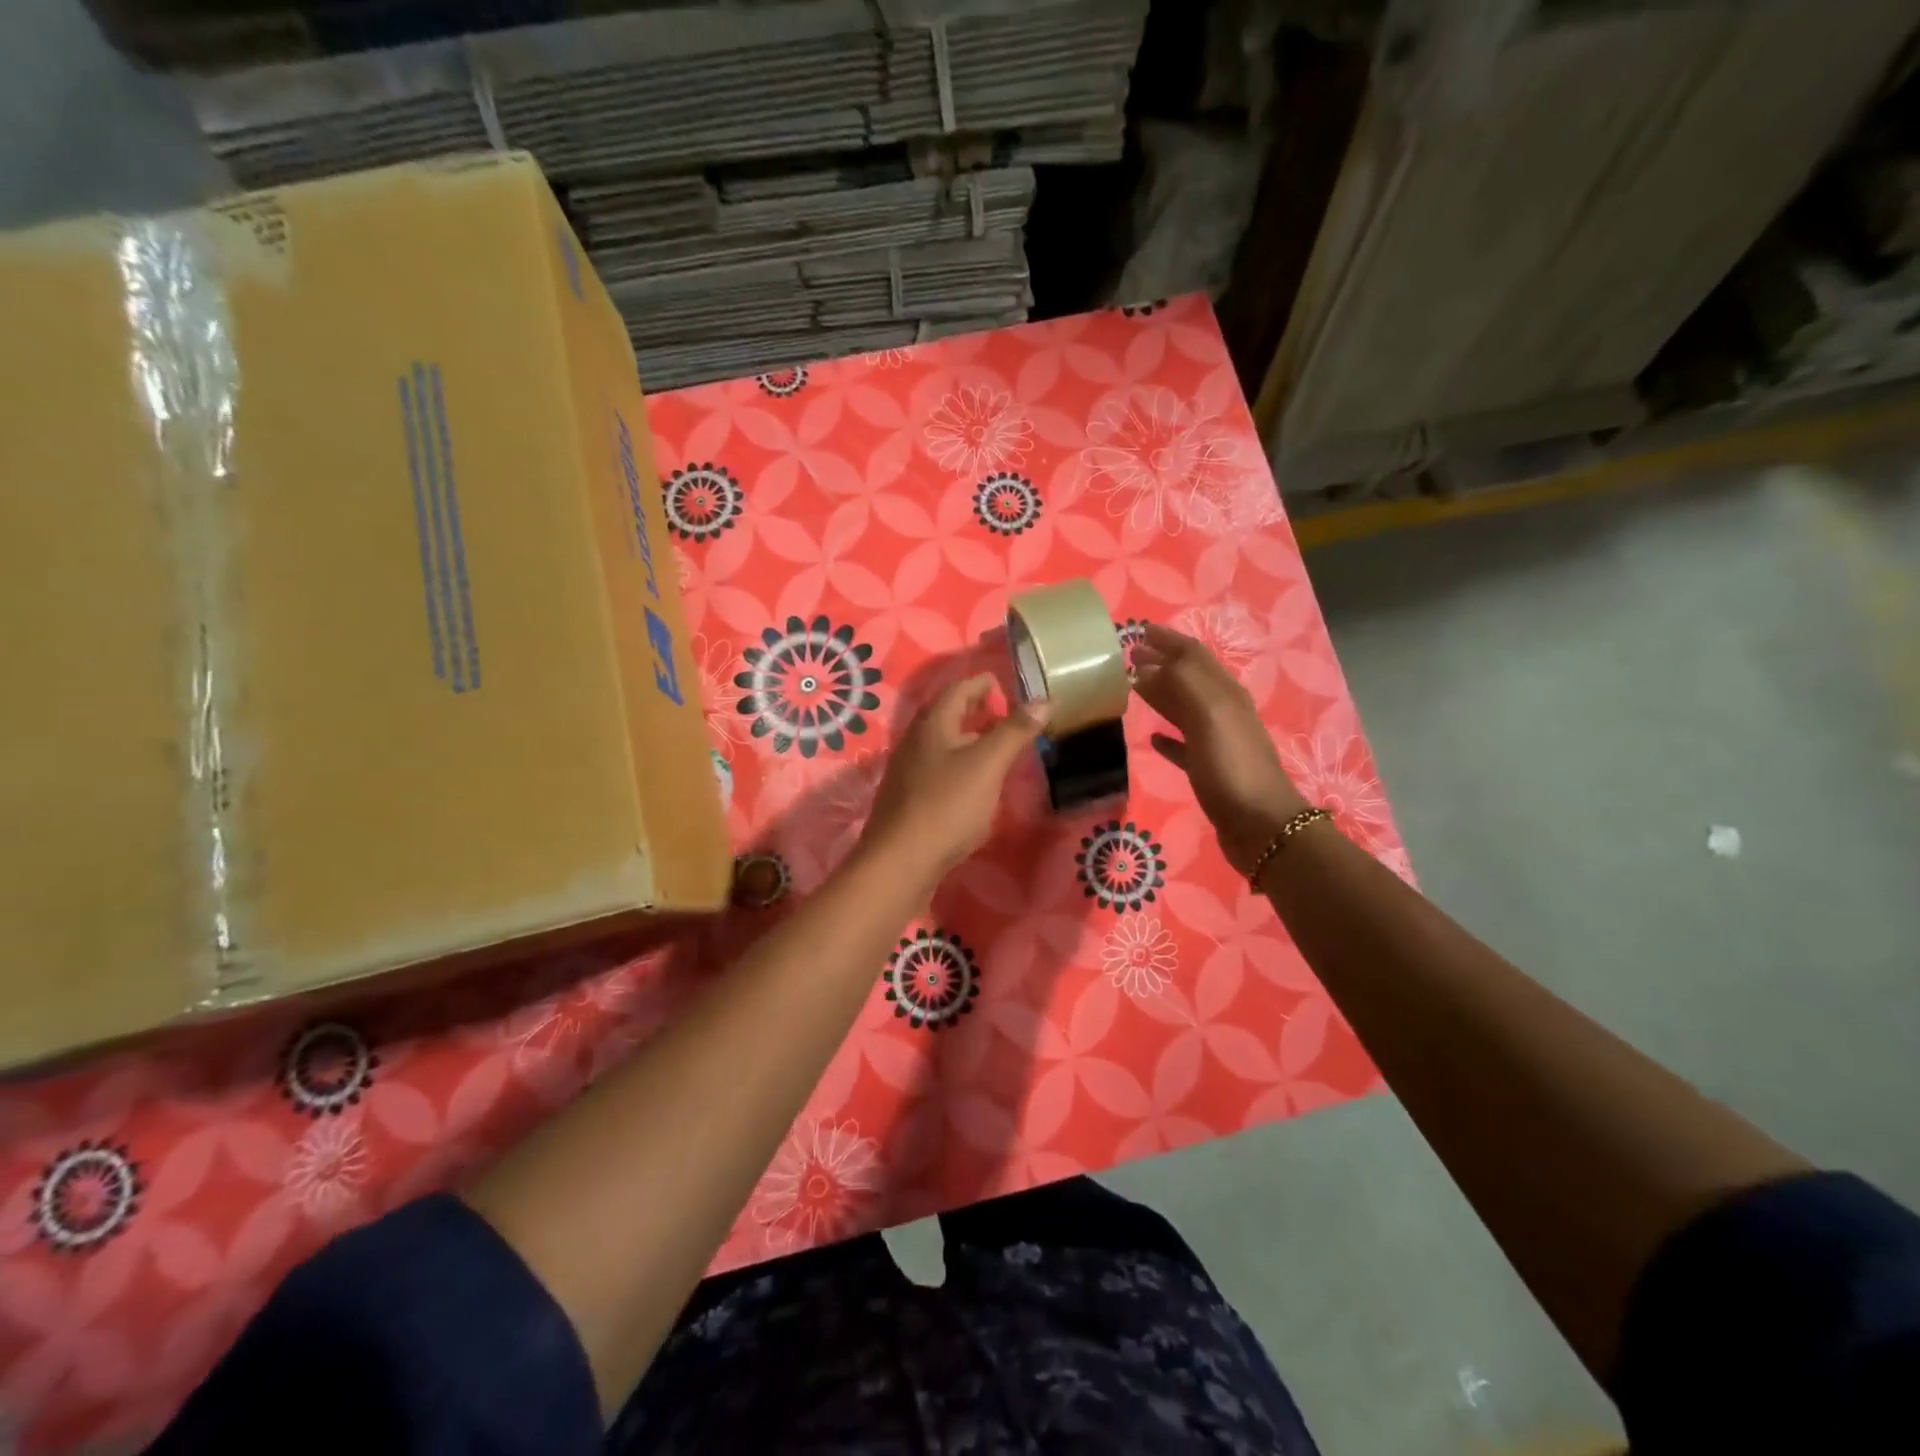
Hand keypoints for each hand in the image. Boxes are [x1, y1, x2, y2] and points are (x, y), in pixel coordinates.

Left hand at [861, 673, 1049, 882]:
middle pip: (947, 716)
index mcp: (933, 725)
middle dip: (976, 711)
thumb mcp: (987, 764)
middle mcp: (915, 742)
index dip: (982, 684)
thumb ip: (1014, 731)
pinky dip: (960, 767)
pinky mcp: (909, 800)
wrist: (900, 862)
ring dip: (969, 740)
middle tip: (1006, 716)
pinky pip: (938, 771)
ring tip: (997, 750)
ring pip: (942, 745)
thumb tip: (1043, 700)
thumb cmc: (947, 806)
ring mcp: (909, 772)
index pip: (958, 689)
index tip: (1005, 686)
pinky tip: (975, 786)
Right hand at [1131, 624, 1308, 873]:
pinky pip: (1184, 744)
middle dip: (1160, 662)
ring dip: (1161, 694)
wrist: (1260, 826)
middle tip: (1127, 657)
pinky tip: (1152, 738)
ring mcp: (1217, 741)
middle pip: (1188, 678)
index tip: (1136, 631)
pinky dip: (1167, 736)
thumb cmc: (1232, 767)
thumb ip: (1180, 684)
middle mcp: (1223, 711)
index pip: (1192, 655)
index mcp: (1224, 693)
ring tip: (1132, 688)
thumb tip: (1147, 667)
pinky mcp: (1209, 770)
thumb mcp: (1208, 715)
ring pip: (1184, 708)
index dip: (1167, 640)